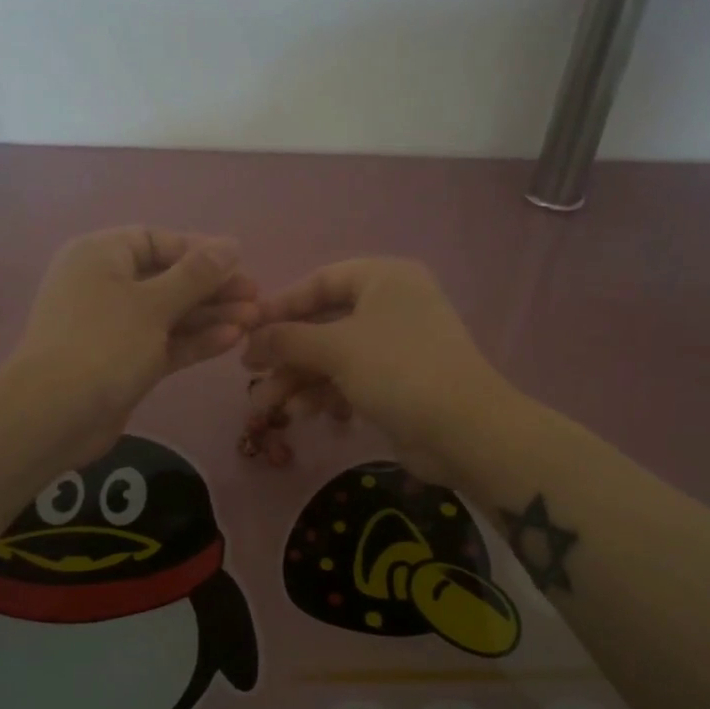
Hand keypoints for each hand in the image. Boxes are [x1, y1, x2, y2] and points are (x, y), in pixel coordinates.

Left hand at [13, 227, 258, 463]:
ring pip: (169, 314)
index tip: (237, 262)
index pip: (155, 241)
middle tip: (255, 295)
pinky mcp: (125, 362)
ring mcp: (115, 327)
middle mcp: (105, 285)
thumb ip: (196, 275)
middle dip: (212, 287)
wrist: (56, 414)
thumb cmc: (104, 343)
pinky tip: (232, 339)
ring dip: (210, 315)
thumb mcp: (154, 303)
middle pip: (167, 278)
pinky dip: (194, 340)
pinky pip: (164, 342)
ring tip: (254, 319)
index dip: (197, 249)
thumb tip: (230, 245)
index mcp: (101, 256)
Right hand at [242, 258, 512, 485]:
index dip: (281, 306)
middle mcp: (390, 304)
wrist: (463, 430)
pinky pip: (349, 379)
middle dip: (285, 353)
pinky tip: (302, 415)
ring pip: (333, 356)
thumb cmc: (398, 370)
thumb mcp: (337, 348)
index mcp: (384, 278)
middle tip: (250, 374)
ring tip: (265, 408)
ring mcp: (394, 345)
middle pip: (323, 323)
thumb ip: (288, 339)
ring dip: (298, 380)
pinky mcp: (396, 381)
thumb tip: (250, 339)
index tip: (246, 329)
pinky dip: (325, 393)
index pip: (320, 281)